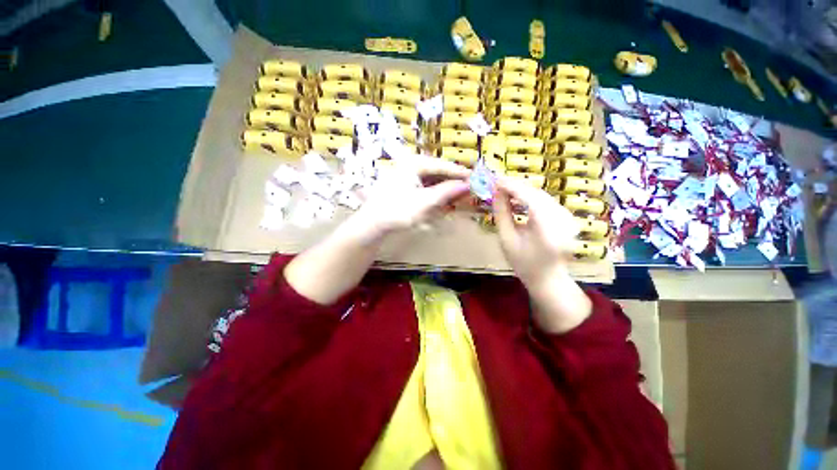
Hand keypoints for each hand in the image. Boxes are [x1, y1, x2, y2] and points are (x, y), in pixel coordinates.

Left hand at [285, 156, 469, 305]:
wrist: (373, 225)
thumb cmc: (398, 211)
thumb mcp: (426, 202)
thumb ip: (447, 192)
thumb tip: (467, 185)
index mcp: (414, 163)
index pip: (442, 166)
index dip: (459, 173)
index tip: (475, 179)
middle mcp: (410, 165)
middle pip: (437, 172)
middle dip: (452, 182)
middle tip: (468, 189)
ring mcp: (405, 175)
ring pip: (431, 180)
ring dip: (444, 188)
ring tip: (458, 196)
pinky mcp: (403, 185)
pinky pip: (424, 186)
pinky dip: (434, 193)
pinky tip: (441, 199)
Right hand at [491, 176, 577, 285]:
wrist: (548, 278)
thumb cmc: (523, 263)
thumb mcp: (506, 239)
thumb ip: (502, 213)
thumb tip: (496, 192)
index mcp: (547, 229)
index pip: (529, 198)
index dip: (511, 186)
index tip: (494, 180)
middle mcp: (562, 219)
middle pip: (536, 193)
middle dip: (515, 186)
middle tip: (497, 183)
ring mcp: (567, 217)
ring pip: (541, 195)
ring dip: (522, 190)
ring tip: (504, 190)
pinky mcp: (566, 216)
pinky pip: (546, 200)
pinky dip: (530, 196)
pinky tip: (517, 198)